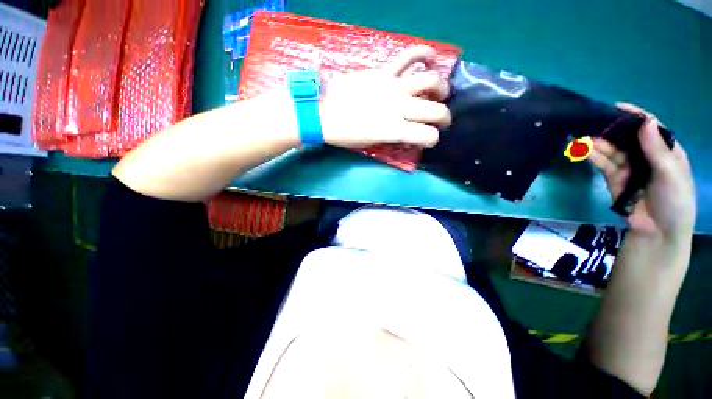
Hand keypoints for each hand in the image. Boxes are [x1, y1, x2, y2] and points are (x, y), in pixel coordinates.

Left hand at [318, 46, 451, 147]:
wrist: (324, 113)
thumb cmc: (347, 134)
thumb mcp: (373, 142)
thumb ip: (395, 136)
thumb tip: (409, 131)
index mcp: (394, 130)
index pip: (427, 136)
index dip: (432, 139)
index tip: (429, 139)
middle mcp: (399, 107)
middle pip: (435, 110)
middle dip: (444, 117)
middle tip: (441, 120)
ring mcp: (393, 86)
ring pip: (430, 81)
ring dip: (441, 88)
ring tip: (439, 92)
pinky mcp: (384, 72)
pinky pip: (409, 56)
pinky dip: (423, 54)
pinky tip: (430, 58)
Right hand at [589, 104, 695, 238]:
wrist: (657, 232)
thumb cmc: (673, 201)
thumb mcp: (671, 174)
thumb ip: (657, 150)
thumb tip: (645, 122)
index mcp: (665, 150)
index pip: (650, 128)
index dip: (635, 116)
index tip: (617, 107)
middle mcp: (646, 156)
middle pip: (627, 138)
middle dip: (610, 129)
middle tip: (591, 122)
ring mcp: (629, 167)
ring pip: (612, 150)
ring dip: (598, 143)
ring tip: (581, 137)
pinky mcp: (614, 179)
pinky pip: (603, 164)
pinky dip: (593, 157)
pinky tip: (583, 151)